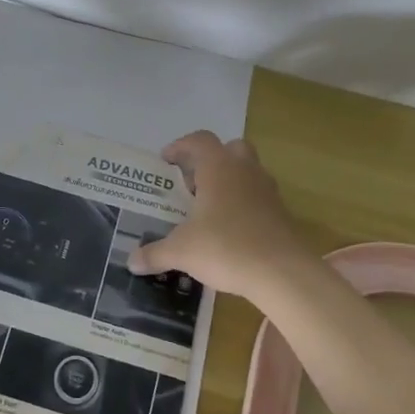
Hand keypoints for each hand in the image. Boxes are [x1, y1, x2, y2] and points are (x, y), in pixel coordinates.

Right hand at [128, 131, 315, 297]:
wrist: (282, 273)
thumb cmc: (226, 248)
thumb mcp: (182, 252)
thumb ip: (155, 253)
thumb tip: (131, 262)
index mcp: (218, 167)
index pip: (199, 140)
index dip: (180, 147)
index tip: (166, 161)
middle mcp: (244, 170)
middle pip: (229, 149)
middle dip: (209, 161)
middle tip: (192, 184)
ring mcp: (267, 190)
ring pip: (247, 171)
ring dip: (229, 182)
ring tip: (209, 208)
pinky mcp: (281, 212)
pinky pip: (258, 196)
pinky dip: (244, 204)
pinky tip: (230, 230)